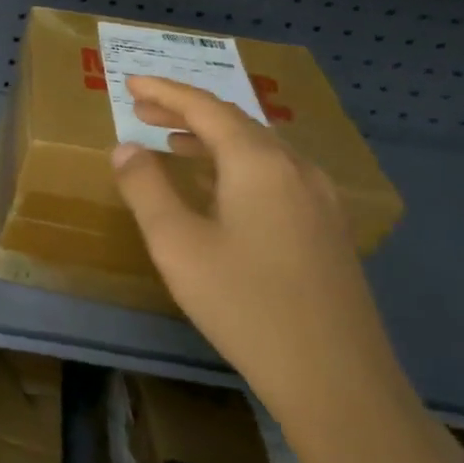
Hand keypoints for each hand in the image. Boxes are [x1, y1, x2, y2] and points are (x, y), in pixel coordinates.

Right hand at [110, 76, 411, 461]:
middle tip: (142, 110)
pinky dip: (237, 164)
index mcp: (259, 163)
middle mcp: (296, 169)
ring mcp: (320, 200)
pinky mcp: (328, 229)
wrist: (337, 380)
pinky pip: (276, 174)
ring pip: (260, 148)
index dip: (165, 91)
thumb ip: (146, 188)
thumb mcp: (176, 243)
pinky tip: (219, 188)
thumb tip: (126, 148)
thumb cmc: (244, 303)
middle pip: (236, 122)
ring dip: (212, 137)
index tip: (130, 82)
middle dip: (187, 111)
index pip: (206, 107)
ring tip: (173, 142)